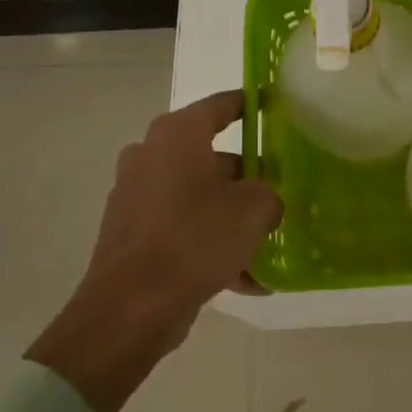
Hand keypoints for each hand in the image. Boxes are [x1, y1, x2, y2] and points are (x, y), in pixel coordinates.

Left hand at [27, 91, 281, 411]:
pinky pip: (183, 229)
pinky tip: (245, 279)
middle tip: (280, 192)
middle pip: (212, 157)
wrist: (131, 308)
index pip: (222, 105)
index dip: (250, 103)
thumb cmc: (195, 240)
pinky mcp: (132, 233)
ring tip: (267, 245)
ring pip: (199, 197)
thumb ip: (269, 193)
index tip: (273, 105)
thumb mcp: (255, 210)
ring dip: (232, 217)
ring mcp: (136, 196)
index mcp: (177, 136)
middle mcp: (151, 156)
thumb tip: (264, 199)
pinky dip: (210, 245)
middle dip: (248, 178)